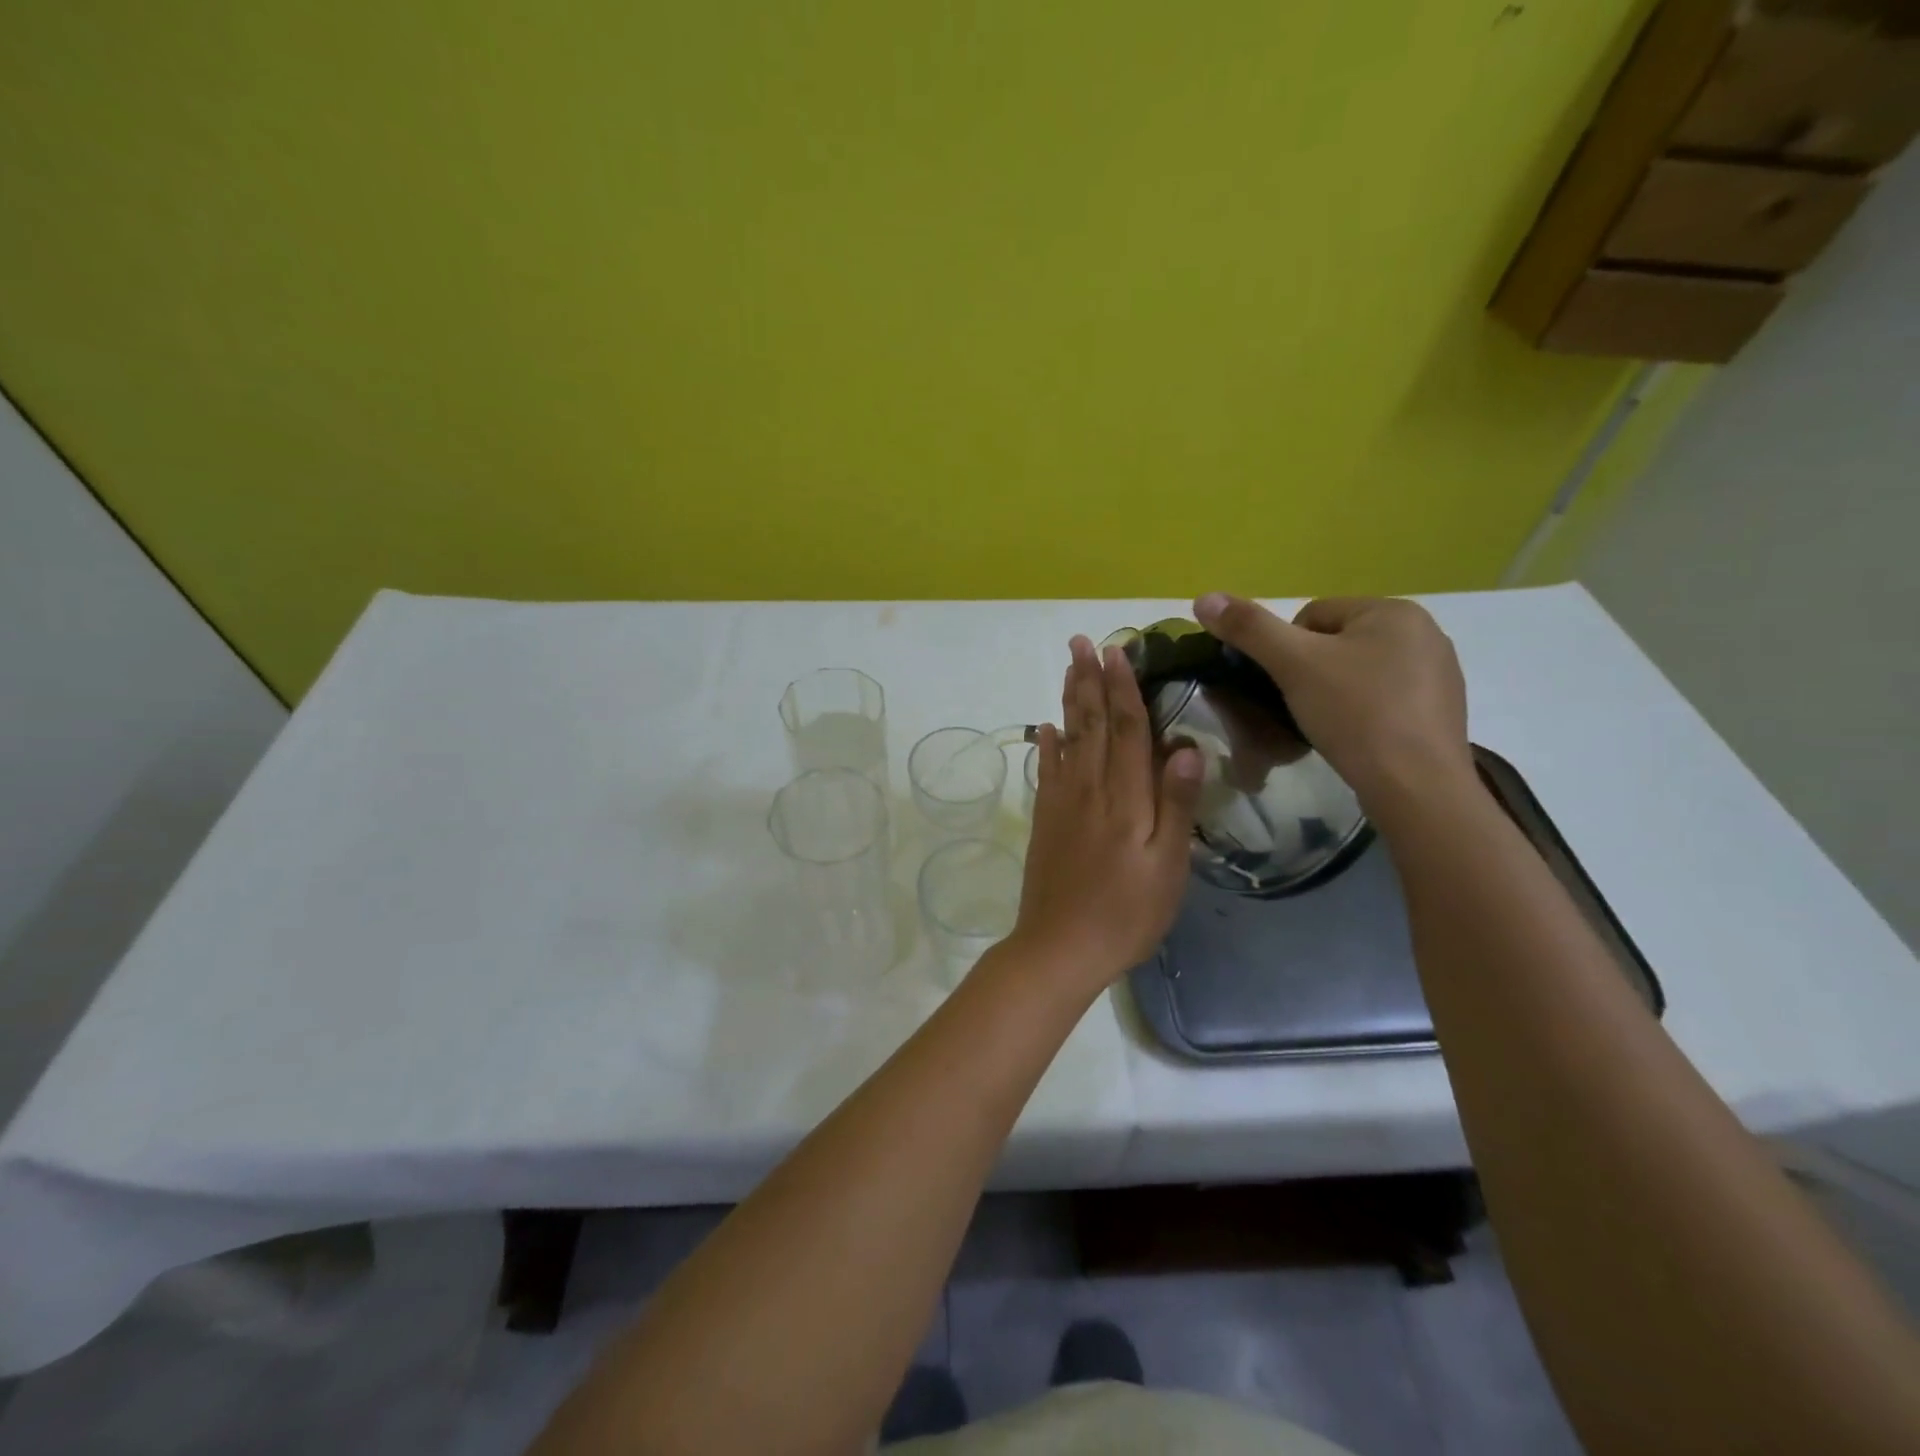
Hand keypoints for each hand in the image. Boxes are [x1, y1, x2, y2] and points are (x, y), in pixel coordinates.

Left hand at [1010, 636, 1203, 992]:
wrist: (1060, 947)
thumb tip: (1187, 747)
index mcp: (1125, 797)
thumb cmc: (1127, 912)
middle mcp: (1089, 788)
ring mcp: (1062, 803)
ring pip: (1068, 739)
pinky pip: (1047, 770)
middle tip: (1082, 642)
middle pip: (1092, 723)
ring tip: (1069, 668)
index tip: (1117, 651)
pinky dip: (1047, 744)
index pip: (1127, 729)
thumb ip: (1177, 805)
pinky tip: (1046, 727)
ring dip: (1070, 700)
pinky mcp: (1045, 820)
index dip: (1124, 688)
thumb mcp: (1168, 867)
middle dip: (1090, 680)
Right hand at [1192, 593, 1473, 819]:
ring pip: (1360, 672)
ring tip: (1327, 726)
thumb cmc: (1354, 713)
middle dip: (1311, 672)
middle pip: (1337, 643)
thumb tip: (1203, 598)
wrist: (1415, 785)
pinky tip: (1357, 739)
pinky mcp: (1441, 711)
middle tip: (1301, 708)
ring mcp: (1439, 673)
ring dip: (1336, 693)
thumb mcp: (1293, 665)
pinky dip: (1364, 714)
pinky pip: (1385, 699)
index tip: (1284, 685)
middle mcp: (1424, 632)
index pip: (1313, 615)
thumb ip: (1248, 628)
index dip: (1286, 650)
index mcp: (1393, 610)